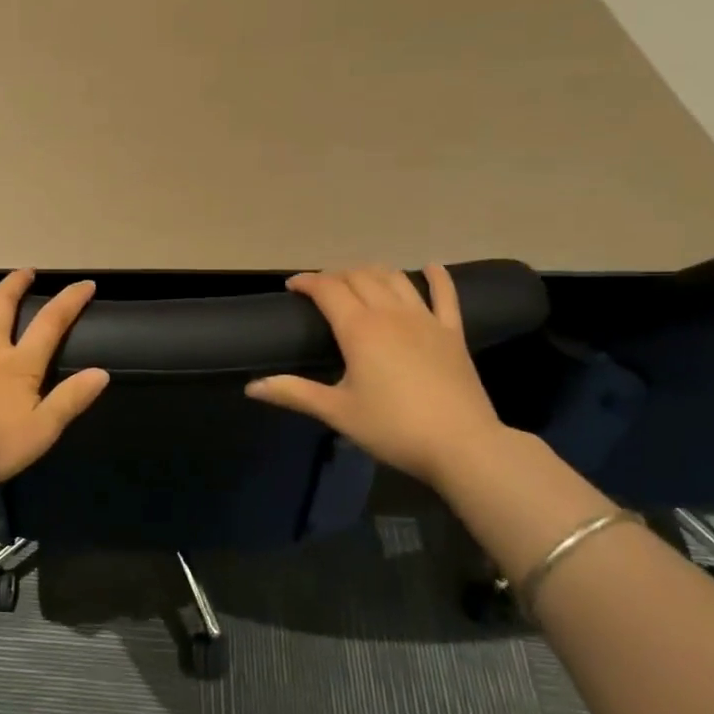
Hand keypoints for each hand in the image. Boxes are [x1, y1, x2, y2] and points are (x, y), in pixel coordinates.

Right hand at [246, 264, 508, 487]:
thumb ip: (293, 393)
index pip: (327, 289)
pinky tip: (432, 267)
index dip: (307, 282)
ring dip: (373, 271)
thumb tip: (251, 387)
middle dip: (336, 275)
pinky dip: (438, 277)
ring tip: (358, 278)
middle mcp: (390, 314)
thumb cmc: (392, 428)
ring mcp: (425, 320)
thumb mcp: (337, 412)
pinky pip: (445, 296)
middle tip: (320, 288)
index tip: (292, 286)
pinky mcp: (452, 333)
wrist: (462, 445)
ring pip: (395, 279)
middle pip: (359, 277)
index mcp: (359, 329)